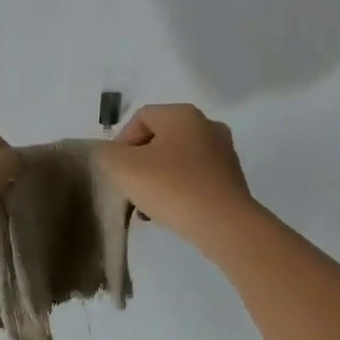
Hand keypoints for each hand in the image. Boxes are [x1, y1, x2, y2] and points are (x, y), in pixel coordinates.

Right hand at [96, 104, 257, 245]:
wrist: (224, 225)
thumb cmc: (171, 187)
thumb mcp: (123, 167)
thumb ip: (107, 154)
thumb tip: (111, 154)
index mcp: (182, 114)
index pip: (140, 118)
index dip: (121, 143)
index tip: (116, 172)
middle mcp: (207, 125)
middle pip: (160, 139)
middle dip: (140, 164)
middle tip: (130, 189)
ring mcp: (224, 152)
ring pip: (177, 160)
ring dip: (158, 179)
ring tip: (148, 208)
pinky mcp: (232, 179)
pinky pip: (196, 178)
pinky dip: (179, 190)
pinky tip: (171, 213)